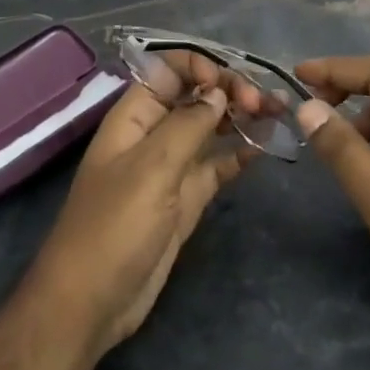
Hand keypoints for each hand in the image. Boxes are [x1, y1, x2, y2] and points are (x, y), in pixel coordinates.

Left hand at [30, 52, 260, 357]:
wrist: (91, 303)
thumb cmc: (114, 227)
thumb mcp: (152, 168)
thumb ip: (188, 125)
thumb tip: (219, 92)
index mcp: (134, 117)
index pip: (168, 71)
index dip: (199, 67)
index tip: (228, 84)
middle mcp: (154, 134)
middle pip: (195, 96)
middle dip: (229, 90)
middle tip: (264, 103)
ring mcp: (171, 167)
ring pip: (211, 129)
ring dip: (241, 118)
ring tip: (278, 112)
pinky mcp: (187, 198)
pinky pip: (217, 165)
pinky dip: (240, 154)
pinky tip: (265, 147)